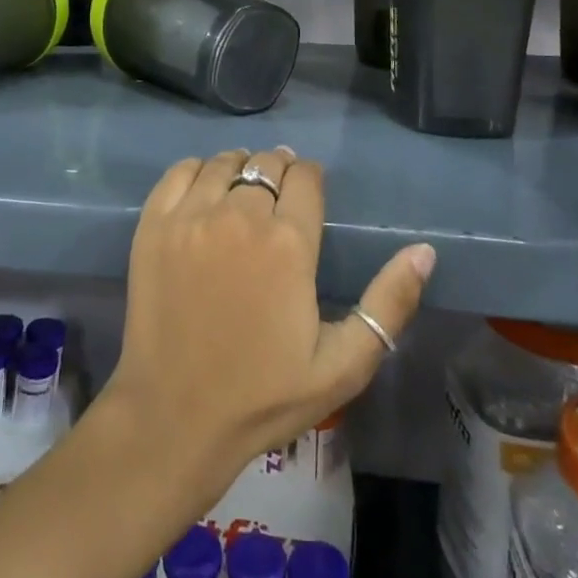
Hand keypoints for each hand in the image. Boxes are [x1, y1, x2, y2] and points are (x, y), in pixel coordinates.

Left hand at [104, 149, 434, 494]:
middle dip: (279, 173)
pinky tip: (204, 194)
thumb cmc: (264, 396)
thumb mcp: (344, 365)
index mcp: (289, 244)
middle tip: (278, 199)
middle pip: (267, 165)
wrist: (175, 415)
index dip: (311, 180)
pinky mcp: (153, 225)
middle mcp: (239, 215)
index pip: (305, 178)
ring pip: (225, 162)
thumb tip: (424, 251)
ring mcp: (191, 217)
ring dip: (241, 169)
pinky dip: (197, 171)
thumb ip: (389, 304)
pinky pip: (179, 172)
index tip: (309, 194)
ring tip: (243, 192)